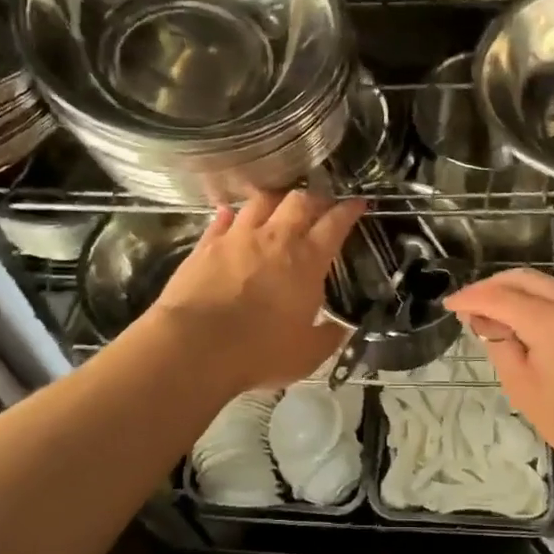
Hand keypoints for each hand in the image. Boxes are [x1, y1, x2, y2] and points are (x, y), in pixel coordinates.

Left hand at [148, 190, 363, 391]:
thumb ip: (328, 337)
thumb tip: (341, 328)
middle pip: (299, 201)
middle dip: (314, 198)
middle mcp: (275, 238)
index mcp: (307, 260)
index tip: (358, 203)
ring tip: (278, 205)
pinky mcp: (205, 245)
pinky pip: (221, 219)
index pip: (335, 224)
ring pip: (260, 201)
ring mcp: (237, 237)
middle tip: (319, 205)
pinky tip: (229, 214)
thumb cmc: (260, 352)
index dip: (349, 210)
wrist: (196, 346)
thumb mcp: (307, 354)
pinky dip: (229, 215)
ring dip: (274, 200)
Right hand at [443, 268, 553, 477]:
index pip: (501, 297)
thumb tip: (486, 320)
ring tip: (495, 317)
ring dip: (517, 294)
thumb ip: (501, 345)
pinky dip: (541, 304)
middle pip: (526, 278)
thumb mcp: (524, 390)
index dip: (471, 297)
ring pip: (548, 286)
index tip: (449, 304)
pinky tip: (528, 325)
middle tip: (469, 306)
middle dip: (492, 286)